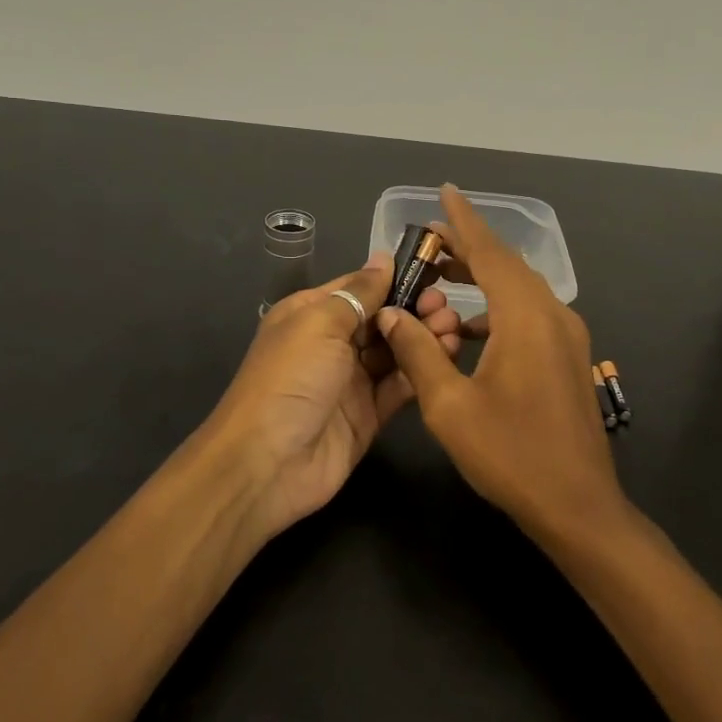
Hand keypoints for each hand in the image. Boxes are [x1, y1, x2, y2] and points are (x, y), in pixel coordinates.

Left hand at [203, 253, 464, 538]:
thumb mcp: (320, 323)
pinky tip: (447, 356)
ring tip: (454, 328)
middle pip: (382, 318)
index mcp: (312, 314)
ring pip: (395, 351)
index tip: (436, 271)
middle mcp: (332, 343)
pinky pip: (399, 385)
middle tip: (446, 306)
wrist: (267, 463)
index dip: (396, 278)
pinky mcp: (369, 414)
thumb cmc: (290, 378)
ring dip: (424, 338)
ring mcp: (351, 380)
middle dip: (415, 308)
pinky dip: (421, 371)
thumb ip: (359, 292)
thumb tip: (384, 257)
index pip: (360, 287)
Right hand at [376, 185, 623, 541]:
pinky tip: (469, 329)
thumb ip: (419, 352)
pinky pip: (529, 314)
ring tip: (441, 277)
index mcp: (526, 317)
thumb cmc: (510, 455)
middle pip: (506, 266)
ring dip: (482, 279)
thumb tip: (393, 316)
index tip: (446, 192)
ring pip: (520, 290)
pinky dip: (497, 308)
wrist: (578, 506)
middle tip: (429, 241)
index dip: (464, 221)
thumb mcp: (450, 406)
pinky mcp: (569, 357)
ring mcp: (567, 337)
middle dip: (468, 248)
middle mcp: (553, 315)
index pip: (490, 252)